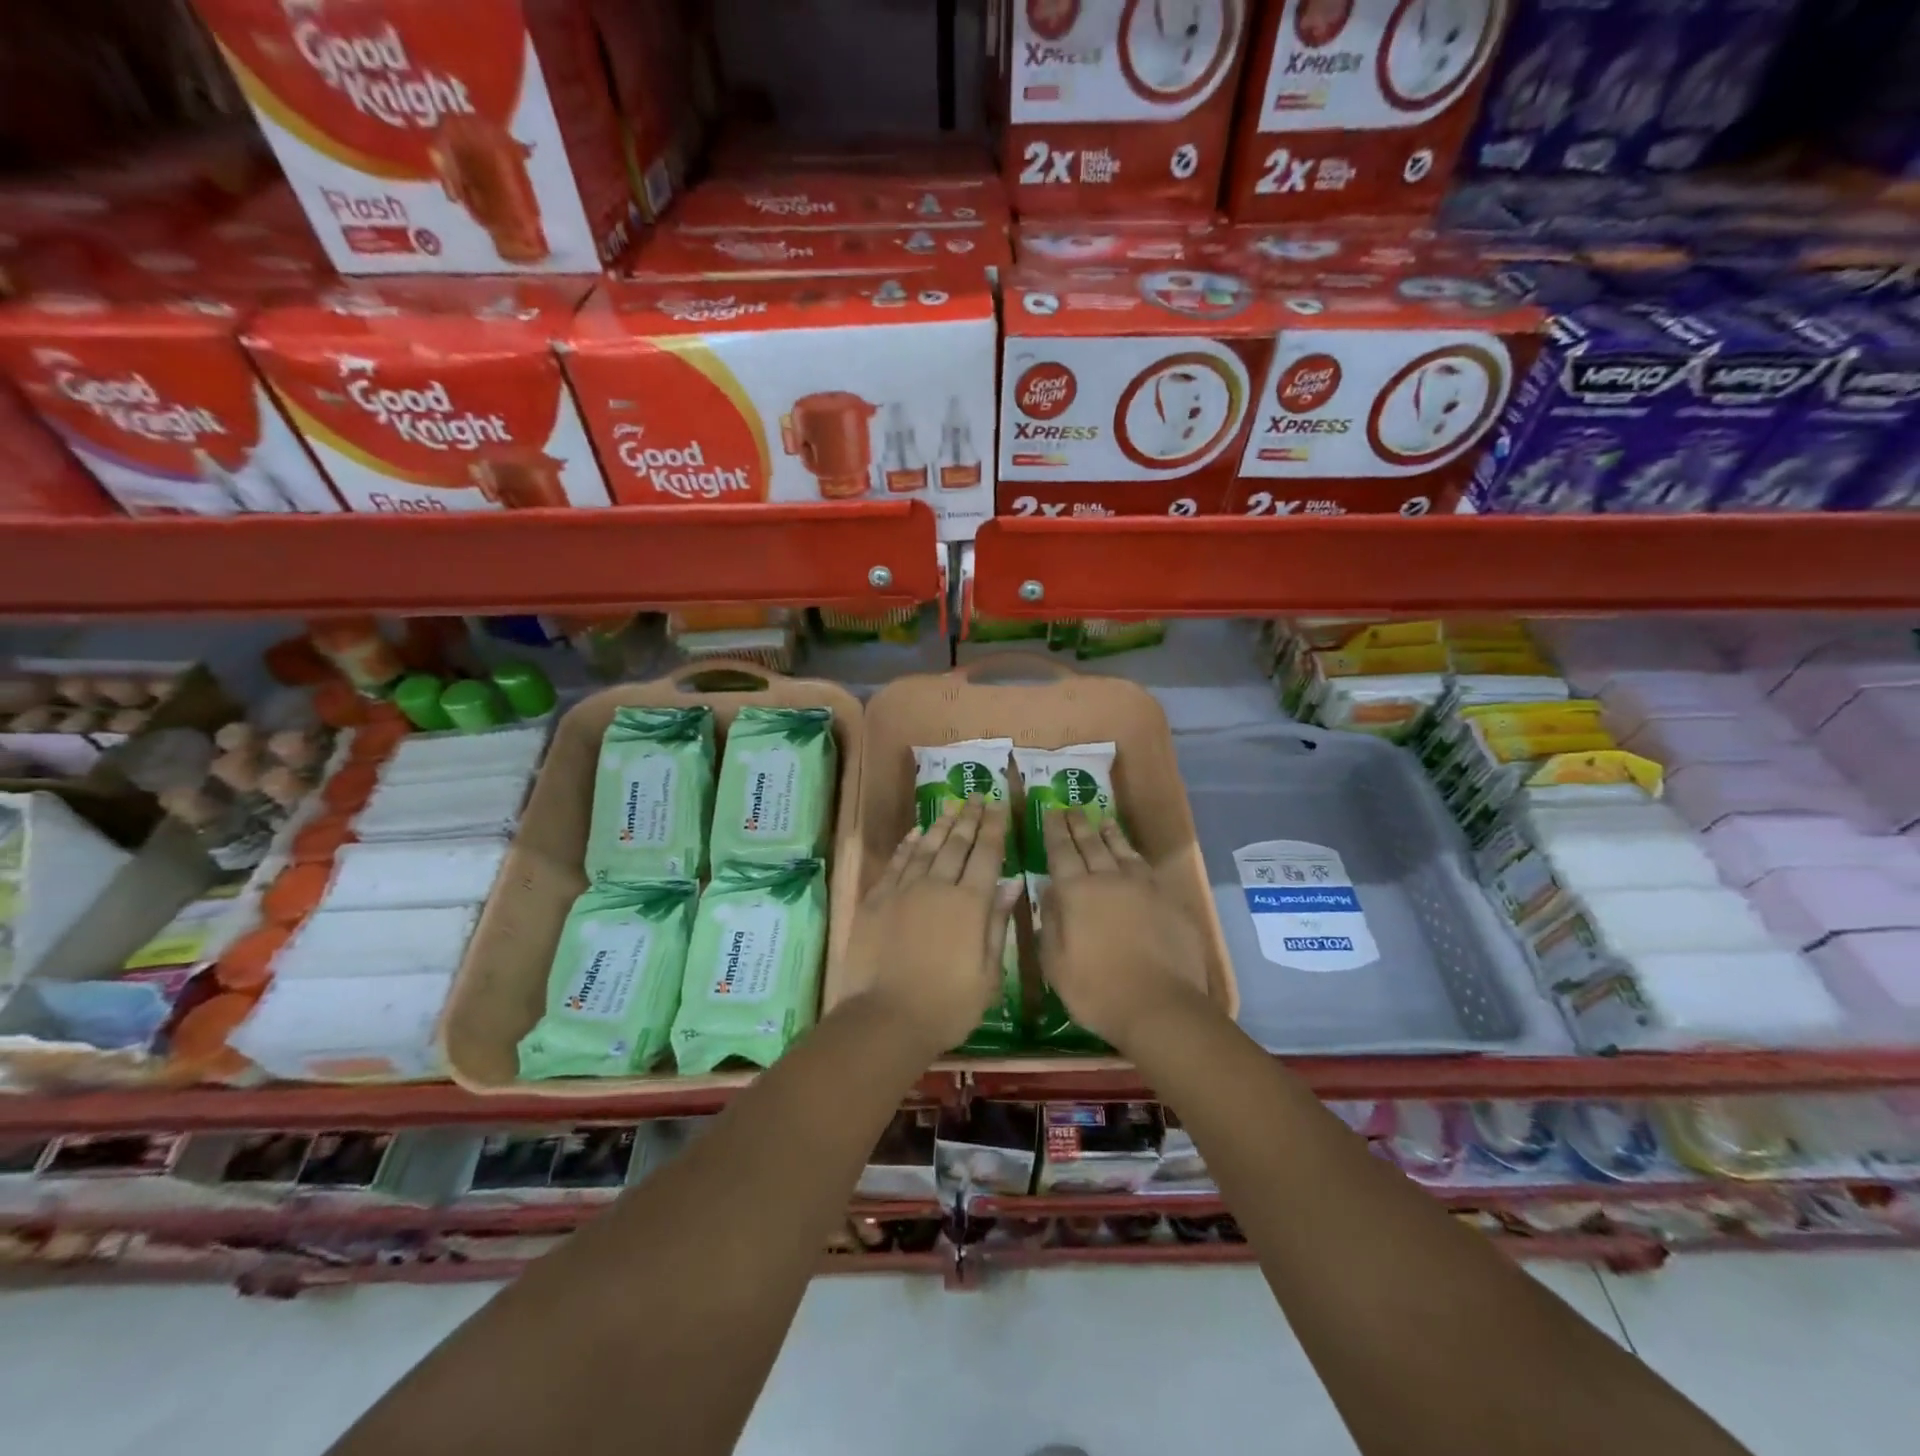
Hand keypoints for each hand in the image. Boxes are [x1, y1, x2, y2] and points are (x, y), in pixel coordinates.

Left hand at [843, 797, 1015, 1057]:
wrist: (886, 1018)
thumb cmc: (948, 1005)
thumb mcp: (988, 973)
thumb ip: (998, 923)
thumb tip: (1013, 883)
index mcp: (970, 903)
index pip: (986, 854)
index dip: (994, 828)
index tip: (999, 806)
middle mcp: (938, 886)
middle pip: (957, 843)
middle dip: (970, 818)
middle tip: (977, 796)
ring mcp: (904, 889)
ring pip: (926, 847)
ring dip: (941, 824)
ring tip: (952, 805)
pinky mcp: (877, 899)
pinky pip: (896, 862)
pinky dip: (908, 844)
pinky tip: (916, 833)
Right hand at [1038, 807, 1210, 1049]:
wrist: (1159, 1005)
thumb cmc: (1096, 990)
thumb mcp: (1055, 963)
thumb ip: (1050, 922)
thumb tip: (1047, 890)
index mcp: (1076, 892)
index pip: (1061, 852)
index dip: (1054, 831)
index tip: (1050, 811)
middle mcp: (1108, 879)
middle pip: (1091, 844)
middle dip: (1078, 825)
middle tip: (1071, 808)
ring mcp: (1142, 887)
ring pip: (1121, 850)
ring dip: (1109, 833)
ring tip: (1102, 819)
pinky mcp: (1168, 899)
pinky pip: (1146, 867)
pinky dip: (1134, 854)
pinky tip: (1132, 853)